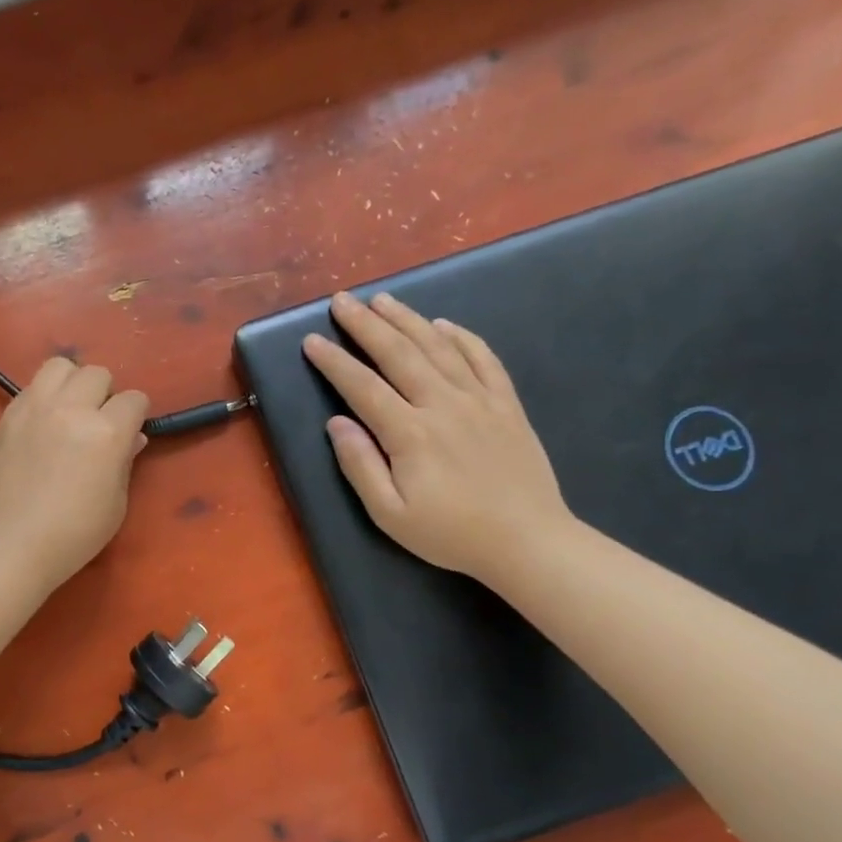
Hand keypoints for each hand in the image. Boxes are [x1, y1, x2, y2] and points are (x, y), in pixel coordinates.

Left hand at [0, 358, 149, 591]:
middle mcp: (71, 409)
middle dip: (105, 394)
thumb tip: (132, 437)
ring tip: (69, 411)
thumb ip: (125, 462)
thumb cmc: (73, 535)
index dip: (136, 414)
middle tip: (98, 423)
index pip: (134, 399)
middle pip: (97, 373)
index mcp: (106, 433)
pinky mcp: (7, 416)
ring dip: (72, 383)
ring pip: (60, 366)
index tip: (130, 431)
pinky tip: (42, 425)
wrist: (9, 545)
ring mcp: (34, 408)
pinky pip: (31, 387)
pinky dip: (44, 397)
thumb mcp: (116, 504)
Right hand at [302, 291, 570, 582]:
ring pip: (438, 347)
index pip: (362, 387)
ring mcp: (479, 400)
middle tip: (342, 301)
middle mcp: (443, 405)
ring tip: (383, 300)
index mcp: (410, 434)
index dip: (334, 362)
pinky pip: (483, 358)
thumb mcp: (390, 514)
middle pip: (398, 354)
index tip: (312, 341)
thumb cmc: (451, 534)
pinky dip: (462, 336)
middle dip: (366, 324)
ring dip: (408, 319)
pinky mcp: (506, 404)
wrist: (529, 542)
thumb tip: (336, 423)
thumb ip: (360, 466)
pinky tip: (444, 324)